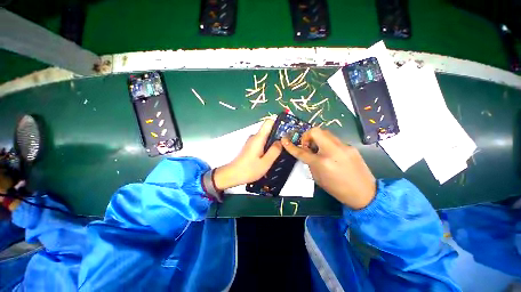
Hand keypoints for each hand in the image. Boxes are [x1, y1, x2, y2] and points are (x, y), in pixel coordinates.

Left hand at [214, 120, 281, 189]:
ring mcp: (252, 141)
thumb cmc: (249, 169)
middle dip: (278, 135)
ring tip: (280, 150)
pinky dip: (268, 146)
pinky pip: (262, 142)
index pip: (268, 122)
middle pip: (268, 130)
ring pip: (265, 137)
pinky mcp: (250, 146)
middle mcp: (254, 137)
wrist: (233, 175)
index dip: (278, 123)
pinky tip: (270, 155)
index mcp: (258, 138)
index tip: (286, 130)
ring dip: (273, 142)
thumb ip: (275, 151)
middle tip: (286, 143)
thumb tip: (281, 141)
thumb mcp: (266, 162)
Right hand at [281, 128, 375, 208]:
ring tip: (318, 149)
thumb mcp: (318, 178)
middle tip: (308, 146)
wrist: (365, 193)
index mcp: (322, 163)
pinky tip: (330, 153)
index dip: (291, 146)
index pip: (302, 151)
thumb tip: (307, 153)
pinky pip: (334, 140)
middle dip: (307, 136)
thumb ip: (310, 163)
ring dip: (317, 139)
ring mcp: (344, 147)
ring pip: (325, 133)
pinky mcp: (350, 146)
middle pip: (315, 131)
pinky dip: (327, 143)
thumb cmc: (337, 189)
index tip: (284, 140)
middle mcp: (333, 151)